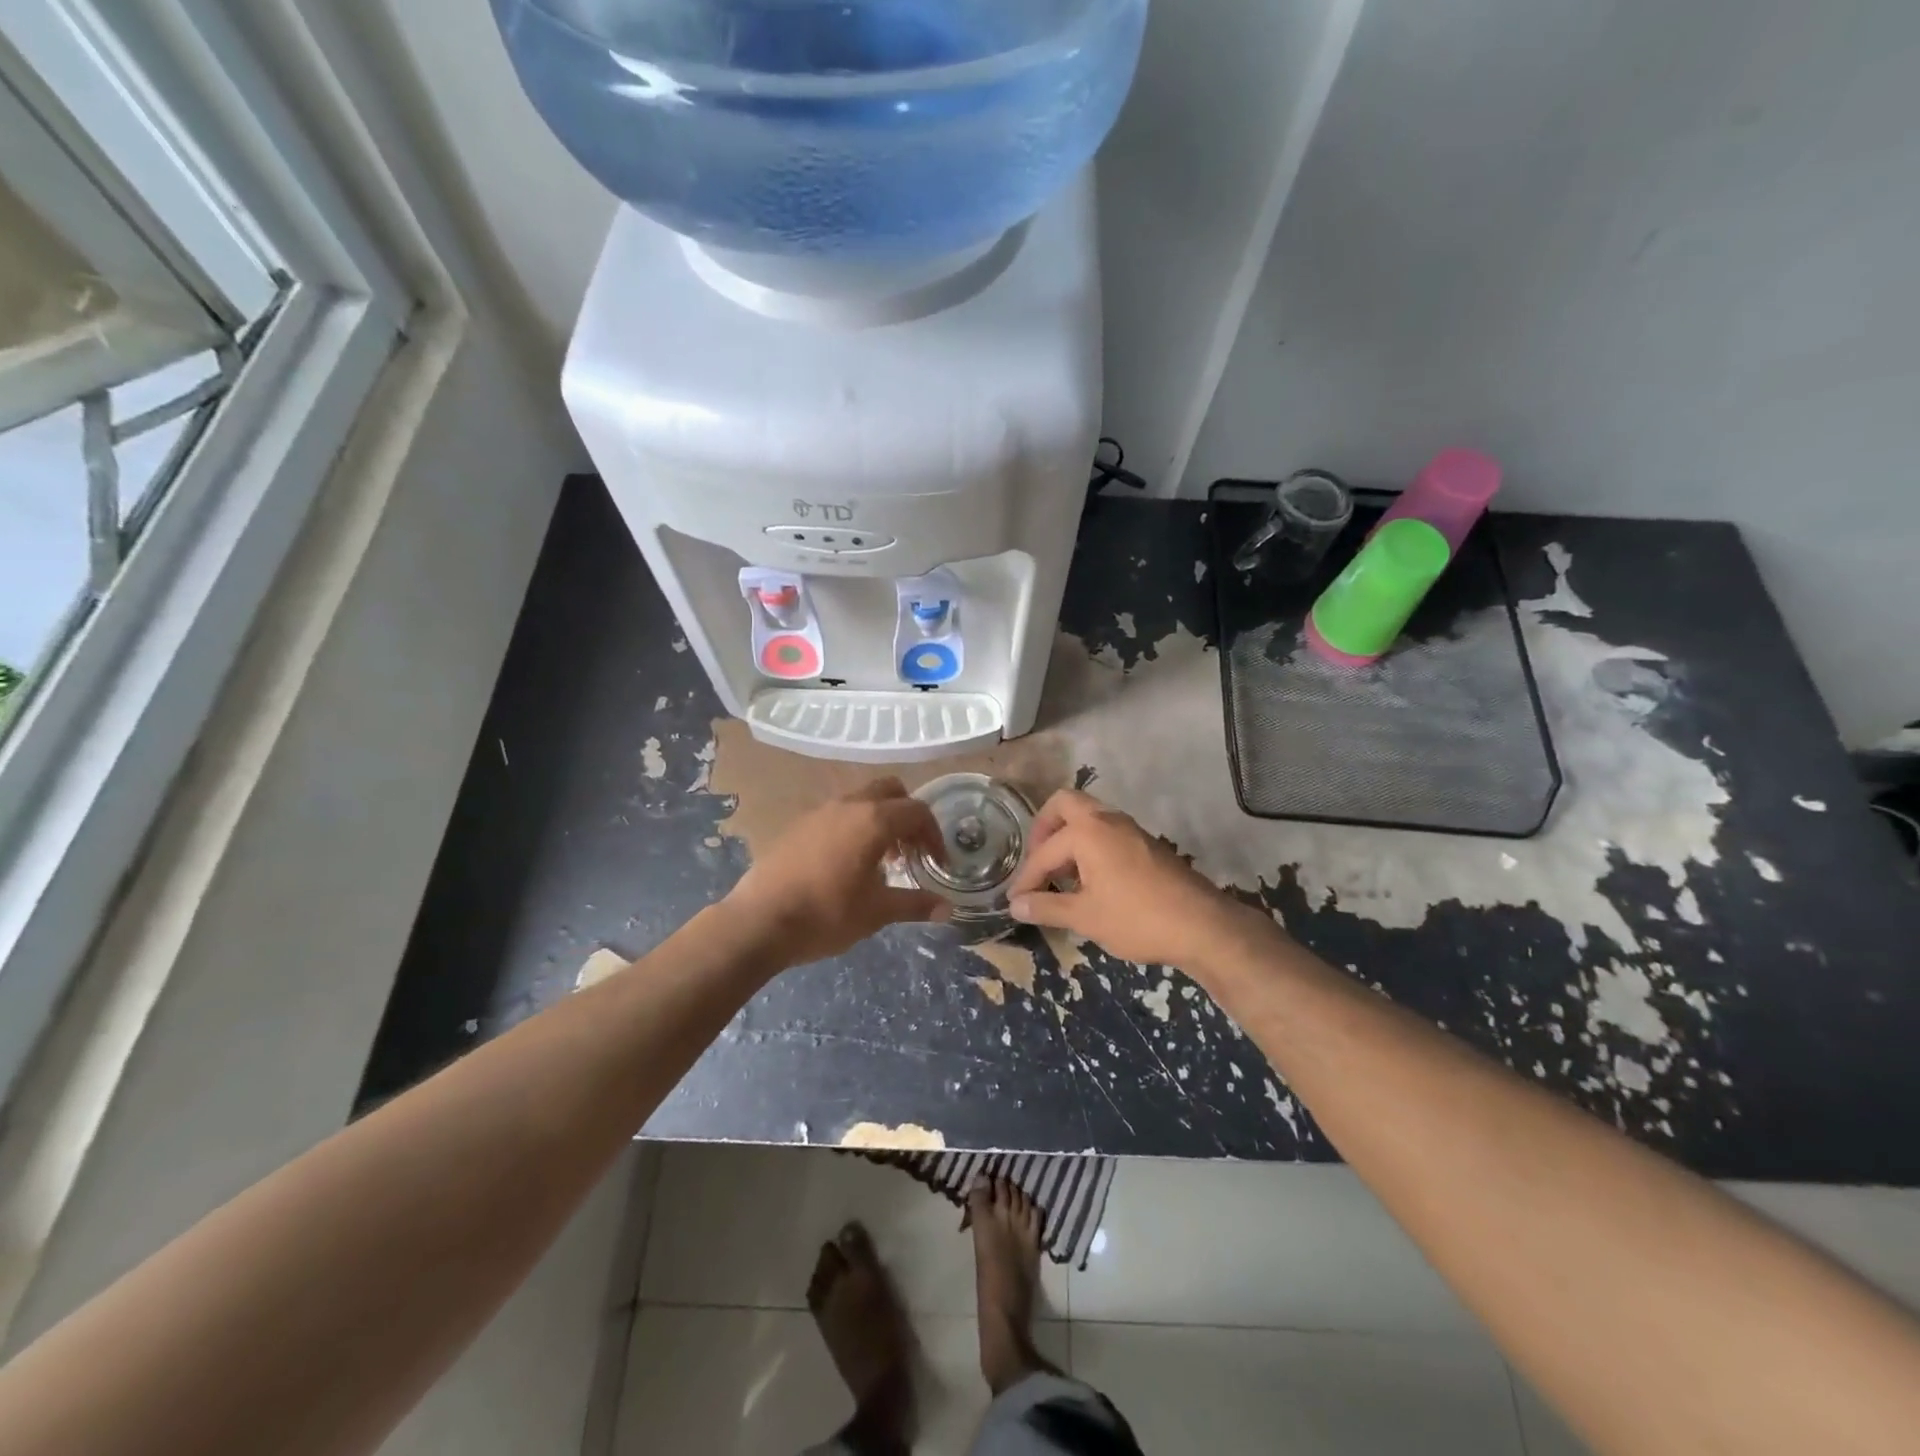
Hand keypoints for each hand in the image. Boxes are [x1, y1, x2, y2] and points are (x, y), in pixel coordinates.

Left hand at [725, 779, 950, 967]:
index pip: (917, 811)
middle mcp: (848, 805)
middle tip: (911, 850)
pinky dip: (854, 827)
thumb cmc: (826, 914)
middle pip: (891, 791)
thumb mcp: (877, 912)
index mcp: (873, 820)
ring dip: (880, 820)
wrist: (759, 921)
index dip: (934, 835)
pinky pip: (838, 813)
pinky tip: (847, 864)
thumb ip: (915, 905)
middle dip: (908, 815)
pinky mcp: (799, 825)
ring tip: (881, 860)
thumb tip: (947, 908)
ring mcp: (820, 812)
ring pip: (862, 799)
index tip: (937, 863)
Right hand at [1007, 789, 1257, 968]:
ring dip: (1068, 839)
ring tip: (1060, 877)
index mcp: (1087, 831)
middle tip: (1037, 863)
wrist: (1202, 926)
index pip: (1044, 852)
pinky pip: (1106, 833)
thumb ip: (1046, 907)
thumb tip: (1015, 905)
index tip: (1015, 902)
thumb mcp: (1085, 917)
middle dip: (1044, 830)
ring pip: (1088, 818)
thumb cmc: (1137, 918)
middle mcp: (1107, 820)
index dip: (1026, 879)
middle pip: (1065, 805)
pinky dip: (1089, 847)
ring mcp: (1130, 829)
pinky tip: (1090, 882)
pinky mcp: (1146, 844)